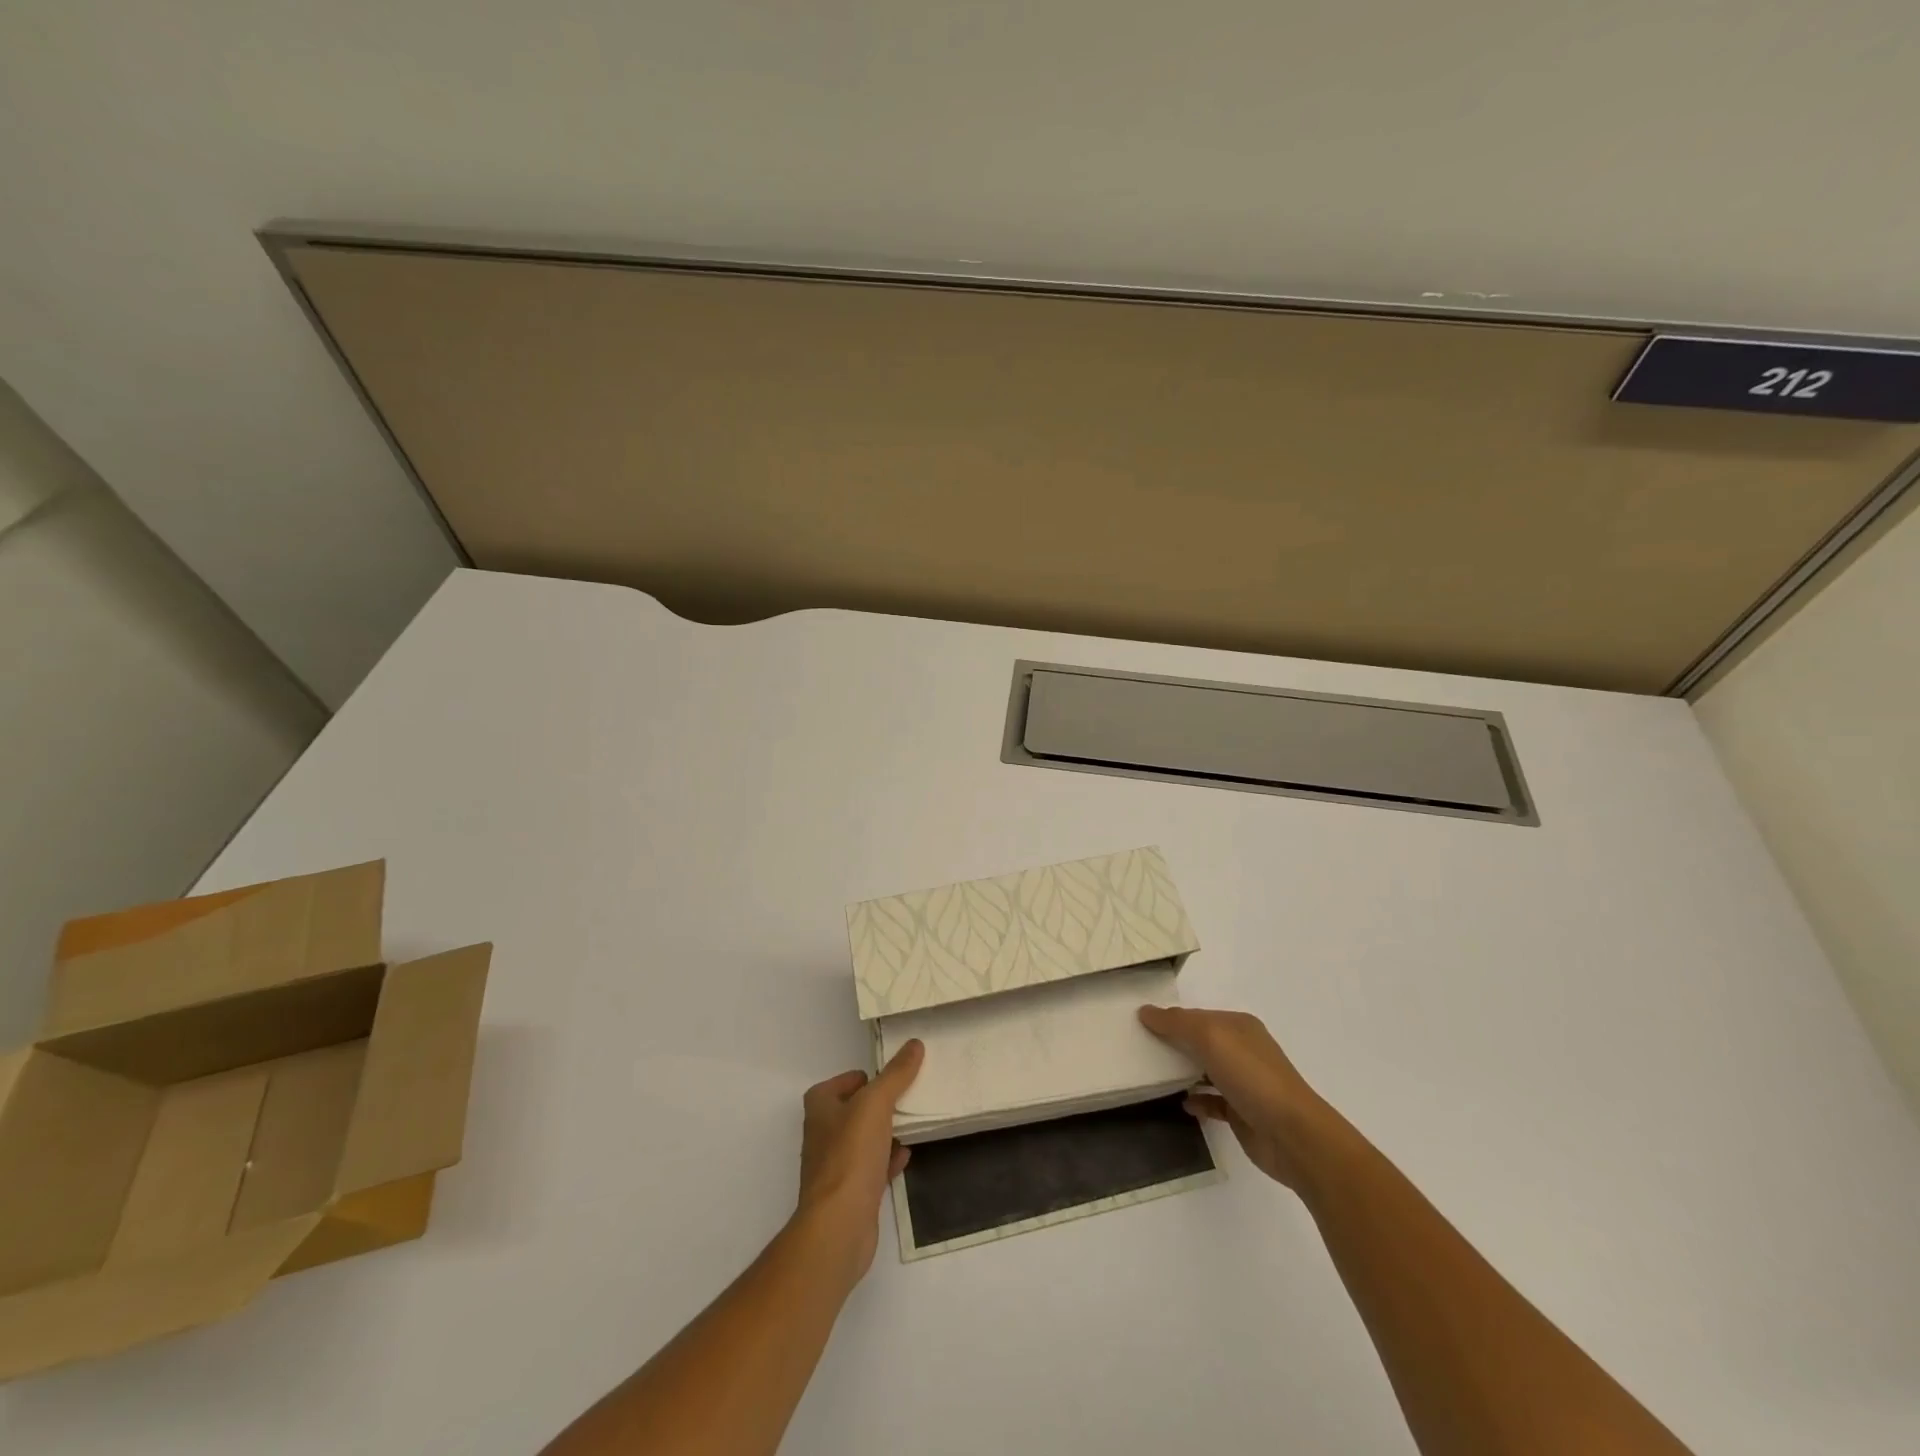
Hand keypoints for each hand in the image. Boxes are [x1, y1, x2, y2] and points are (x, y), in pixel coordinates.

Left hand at [792, 1039, 923, 1282]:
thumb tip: (914, 1044)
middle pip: (853, 1110)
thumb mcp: (876, 1103)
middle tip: (906, 1097)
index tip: (891, 1078)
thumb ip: (895, 1074)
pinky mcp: (849, 1194)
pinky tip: (906, 1156)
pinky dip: (887, 1160)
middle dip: (878, 1105)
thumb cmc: (851, 1155)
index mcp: (820, 1108)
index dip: (863, 1078)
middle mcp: (822, 1134)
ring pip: (863, 1140)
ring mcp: (834, 1166)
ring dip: (884, 1132)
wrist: (839, 1225)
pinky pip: (871, 1168)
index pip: (840, 1082)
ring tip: (911, 1123)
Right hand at [1139, 1005, 1330, 1190]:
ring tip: (1154, 1076)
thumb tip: (1145, 1012)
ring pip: (1206, 1070)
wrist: (1293, 1135)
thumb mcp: (1210, 1037)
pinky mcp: (1243, 1113)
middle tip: (1141, 1049)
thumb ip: (1176, 1023)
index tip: (1140, 1025)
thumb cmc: (1251, 1076)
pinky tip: (1181, 1104)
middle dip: (1174, 1043)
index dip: (1171, 1018)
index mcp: (1239, 1026)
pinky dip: (1197, 1100)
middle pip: (1201, 1041)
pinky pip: (1212, 1101)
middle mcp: (1243, 1050)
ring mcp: (1245, 1083)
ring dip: (1183, 1072)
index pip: (1198, 1016)